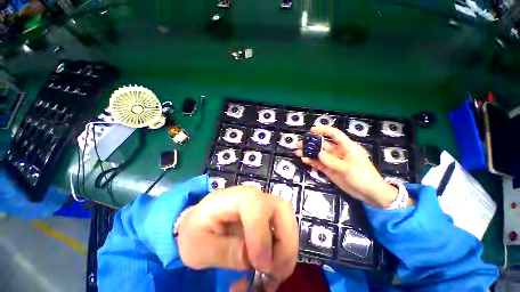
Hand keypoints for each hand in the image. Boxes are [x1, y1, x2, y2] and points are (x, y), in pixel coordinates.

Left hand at [177, 186, 298, 291]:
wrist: (200, 222)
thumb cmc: (196, 232)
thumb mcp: (198, 248)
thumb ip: (224, 251)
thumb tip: (253, 258)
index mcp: (230, 198)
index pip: (255, 206)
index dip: (262, 235)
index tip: (261, 266)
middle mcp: (251, 195)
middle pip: (281, 207)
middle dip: (286, 242)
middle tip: (275, 273)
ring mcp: (261, 202)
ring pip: (287, 217)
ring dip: (288, 248)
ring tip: (274, 273)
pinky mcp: (266, 213)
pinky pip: (284, 227)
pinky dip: (284, 248)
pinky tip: (272, 265)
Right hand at [296, 126, 409, 207]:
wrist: (370, 194)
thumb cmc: (364, 177)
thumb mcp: (349, 169)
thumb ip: (333, 161)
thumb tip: (319, 154)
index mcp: (347, 147)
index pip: (334, 134)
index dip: (323, 130)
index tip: (311, 130)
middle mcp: (338, 152)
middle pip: (323, 144)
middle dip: (311, 143)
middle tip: (299, 143)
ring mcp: (333, 161)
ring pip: (319, 154)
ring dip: (309, 152)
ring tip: (298, 151)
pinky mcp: (330, 169)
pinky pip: (319, 164)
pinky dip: (312, 161)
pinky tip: (304, 160)